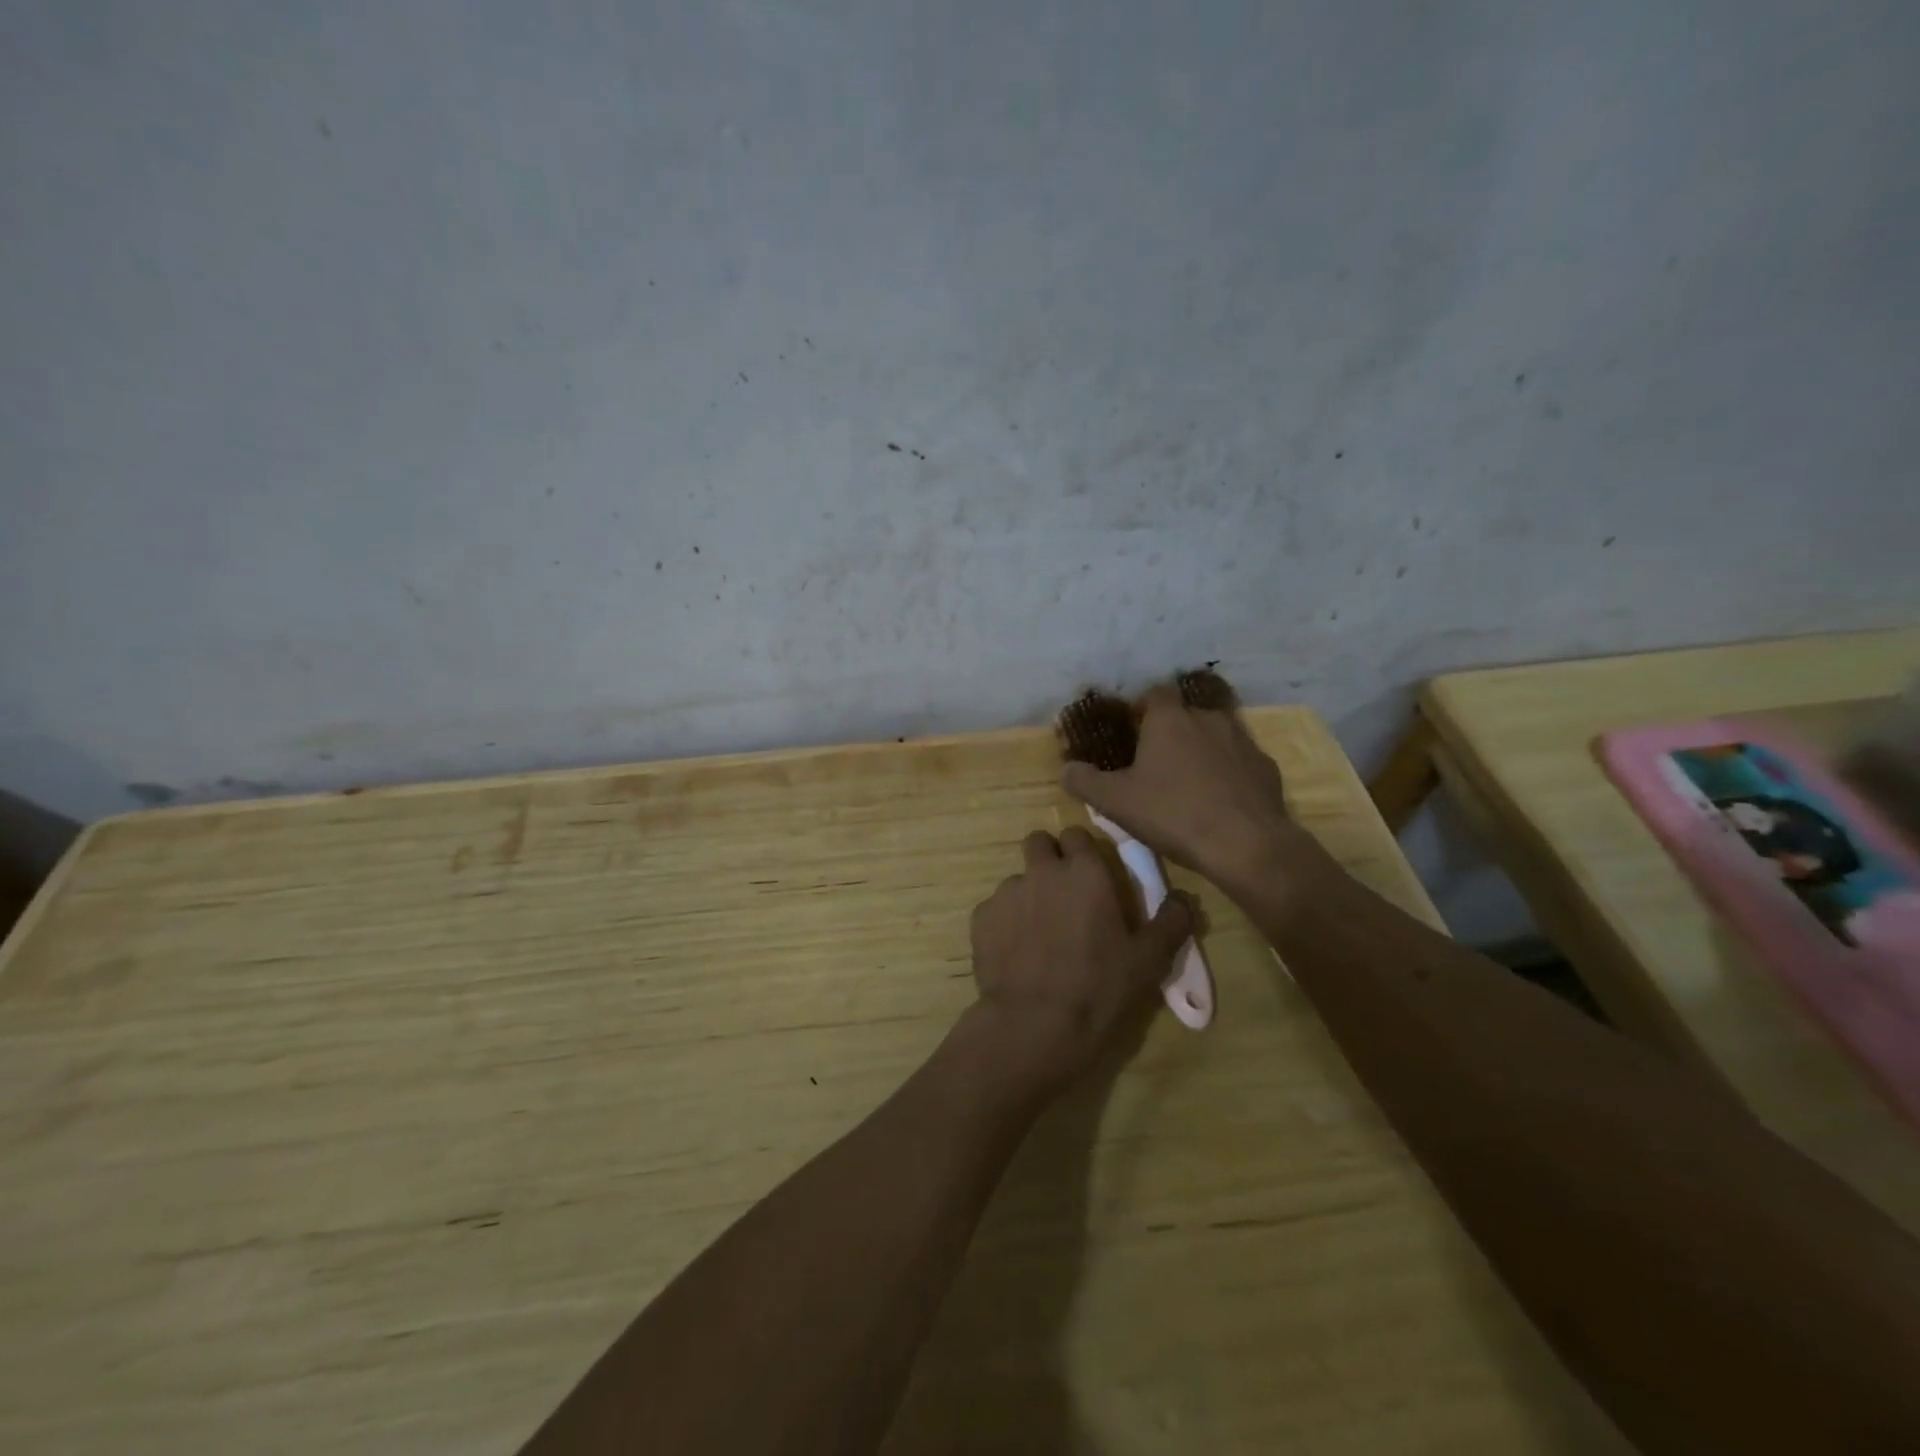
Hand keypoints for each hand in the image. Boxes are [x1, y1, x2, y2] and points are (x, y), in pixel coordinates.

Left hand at [965, 827, 1193, 1094]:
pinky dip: (1005, 923)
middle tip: (1063, 895)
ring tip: (1039, 935)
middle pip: (1039, 843)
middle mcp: (1042, 871)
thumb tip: (1183, 898)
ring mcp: (1006, 892)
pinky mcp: (980, 918)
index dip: (1083, 852)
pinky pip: (995, 909)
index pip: (1077, 835)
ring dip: (1028, 895)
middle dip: (1048, 859)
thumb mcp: (1149, 961)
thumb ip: (1171, 922)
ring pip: (1017, 879)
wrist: (1034, 1026)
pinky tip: (1017, 954)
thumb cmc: (1099, 988)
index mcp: (1084, 871)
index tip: (1091, 877)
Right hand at [1060, 683, 1320, 897]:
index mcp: (1169, 720)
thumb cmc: (1173, 814)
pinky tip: (1220, 801)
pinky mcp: (1266, 767)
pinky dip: (1228, 774)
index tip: (1132, 731)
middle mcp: (1208, 719)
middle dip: (1170, 734)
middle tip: (1155, 765)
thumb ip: (1084, 781)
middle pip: (1184, 716)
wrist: (1246, 844)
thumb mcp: (1115, 802)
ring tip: (1187, 784)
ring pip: (1214, 737)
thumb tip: (1066, 769)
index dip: (1141, 708)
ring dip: (1200, 752)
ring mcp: (1242, 741)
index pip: (1154, 694)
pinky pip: (1239, 762)